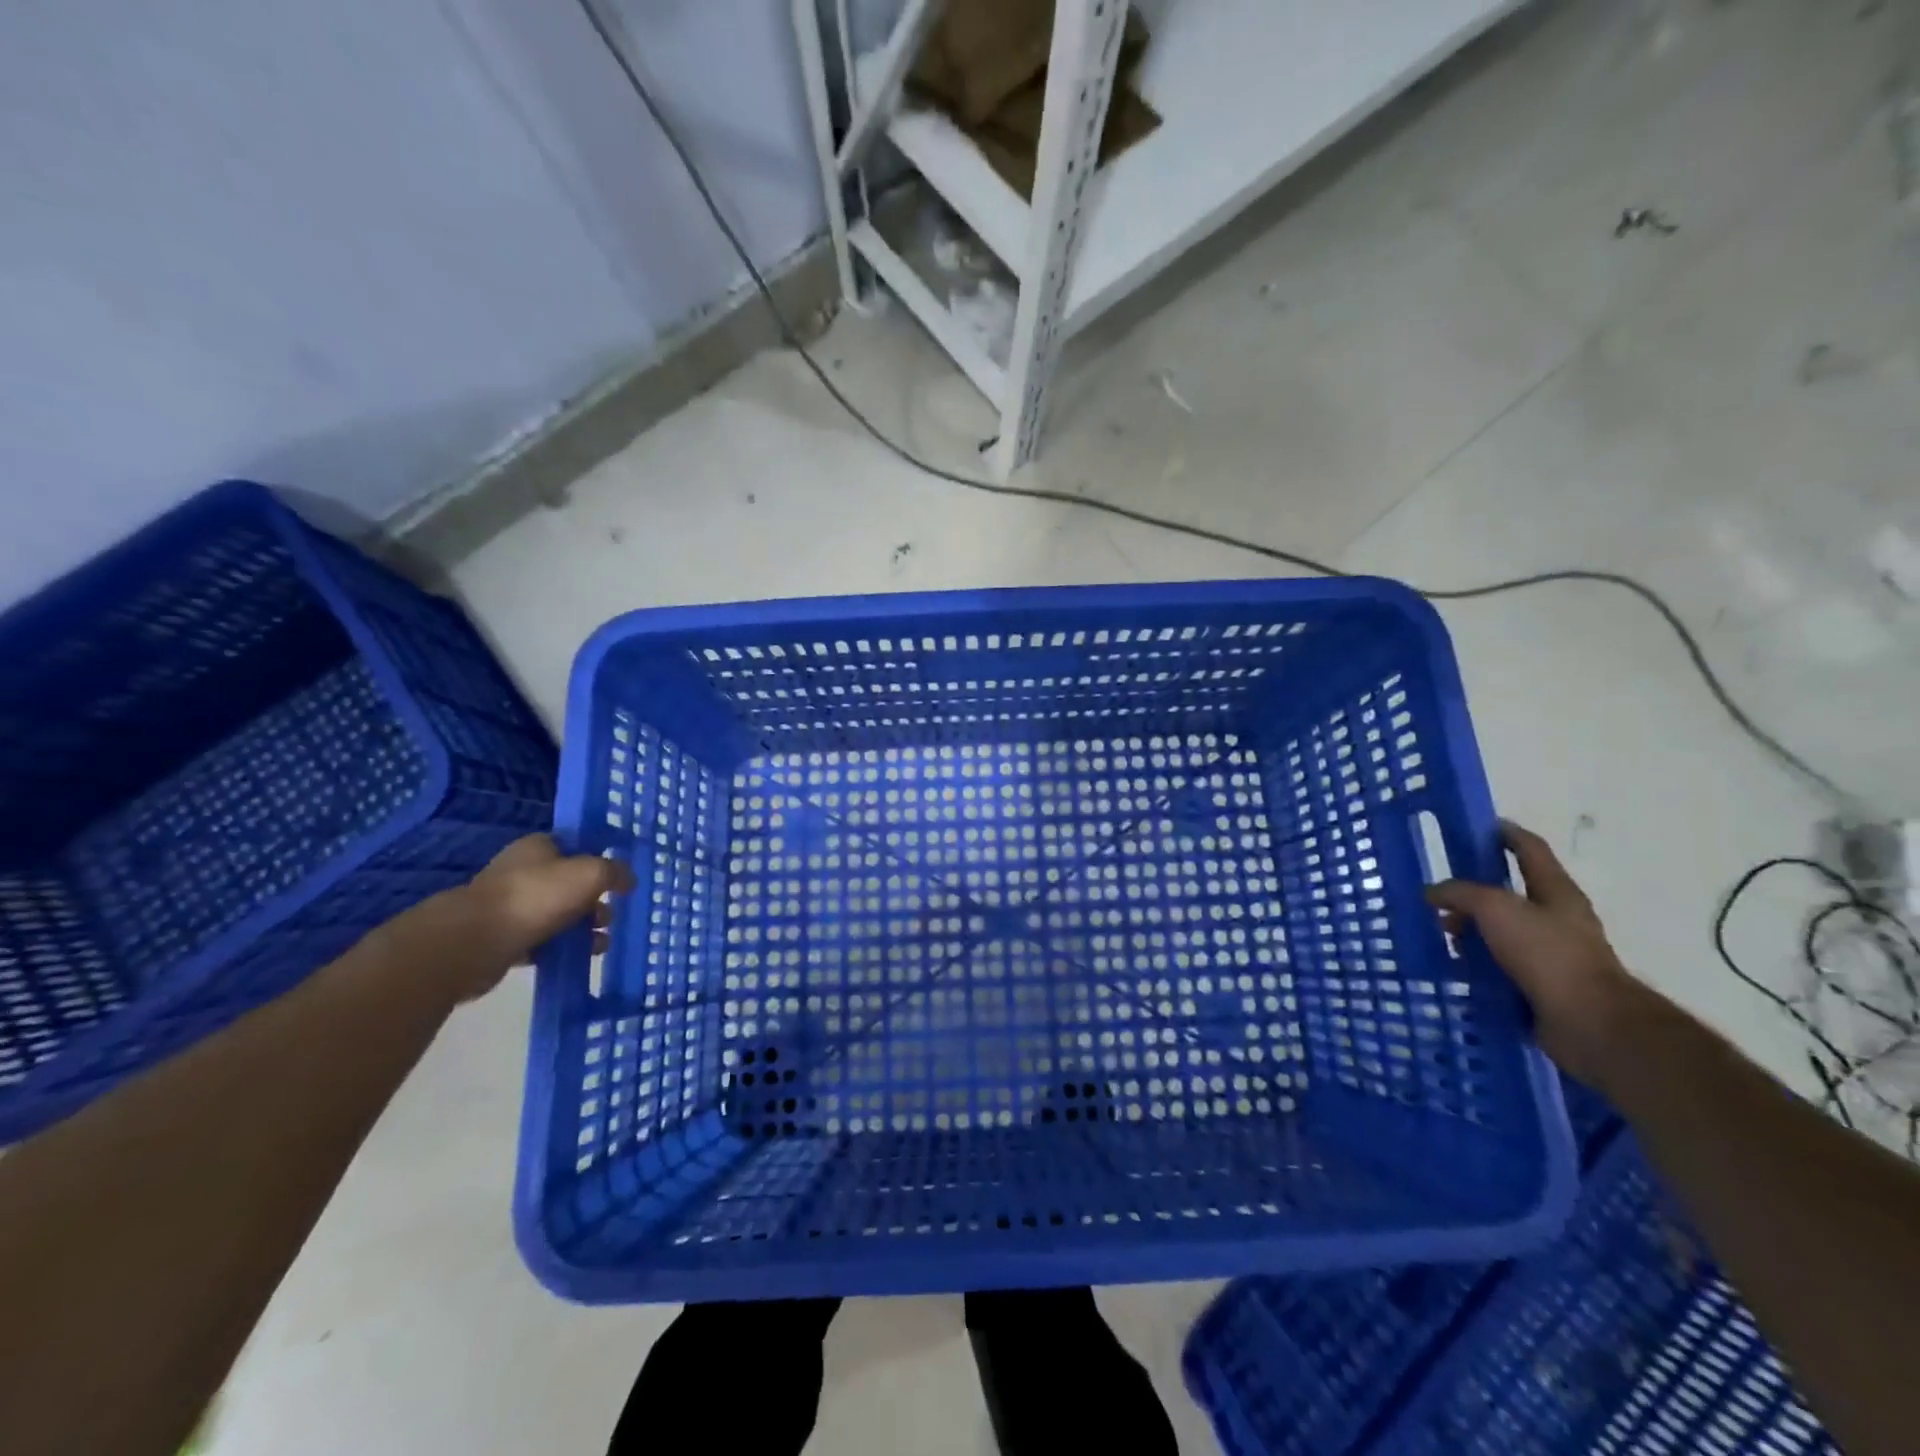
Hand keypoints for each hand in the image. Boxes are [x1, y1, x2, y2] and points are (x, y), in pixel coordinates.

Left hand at [387, 834, 634, 1003]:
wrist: (472, 944)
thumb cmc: (535, 897)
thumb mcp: (589, 874)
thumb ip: (615, 872)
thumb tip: (628, 879)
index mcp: (538, 846)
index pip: (575, 845)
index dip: (600, 858)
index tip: (620, 878)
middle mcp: (522, 871)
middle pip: (569, 882)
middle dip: (595, 899)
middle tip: (611, 916)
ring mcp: (510, 906)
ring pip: (558, 913)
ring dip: (582, 927)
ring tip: (601, 943)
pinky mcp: (502, 938)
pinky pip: (542, 940)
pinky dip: (562, 947)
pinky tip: (579, 957)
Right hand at [1427, 820, 1655, 1091]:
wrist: (1590, 1024)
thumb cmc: (1548, 954)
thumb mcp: (1495, 909)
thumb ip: (1460, 893)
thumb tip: (1433, 893)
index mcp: (1555, 892)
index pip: (1529, 849)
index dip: (1505, 833)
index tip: (1477, 826)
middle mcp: (1556, 919)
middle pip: (1510, 893)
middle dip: (1474, 892)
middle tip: (1438, 894)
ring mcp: (1550, 955)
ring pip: (1501, 933)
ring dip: (1470, 932)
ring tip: (1438, 935)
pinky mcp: (1540, 986)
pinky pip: (1499, 967)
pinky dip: (1476, 964)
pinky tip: (1452, 967)